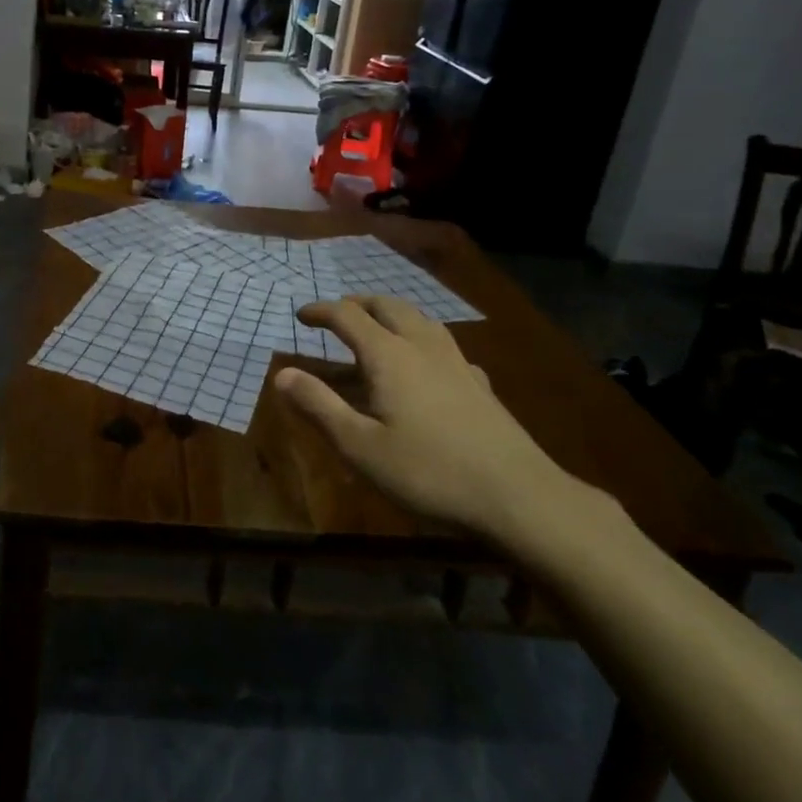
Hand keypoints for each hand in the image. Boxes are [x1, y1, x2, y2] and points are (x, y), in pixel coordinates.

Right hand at [274, 296, 578, 543]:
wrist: (519, 497)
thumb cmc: (429, 472)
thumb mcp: (360, 446)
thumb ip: (318, 406)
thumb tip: (281, 374)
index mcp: (388, 355)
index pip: (347, 316)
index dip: (321, 311)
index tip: (301, 315)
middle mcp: (422, 347)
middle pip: (387, 307)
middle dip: (358, 304)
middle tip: (339, 314)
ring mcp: (457, 363)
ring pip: (420, 320)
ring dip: (392, 315)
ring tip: (378, 329)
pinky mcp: (480, 385)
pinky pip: (445, 347)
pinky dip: (423, 342)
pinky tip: (427, 367)